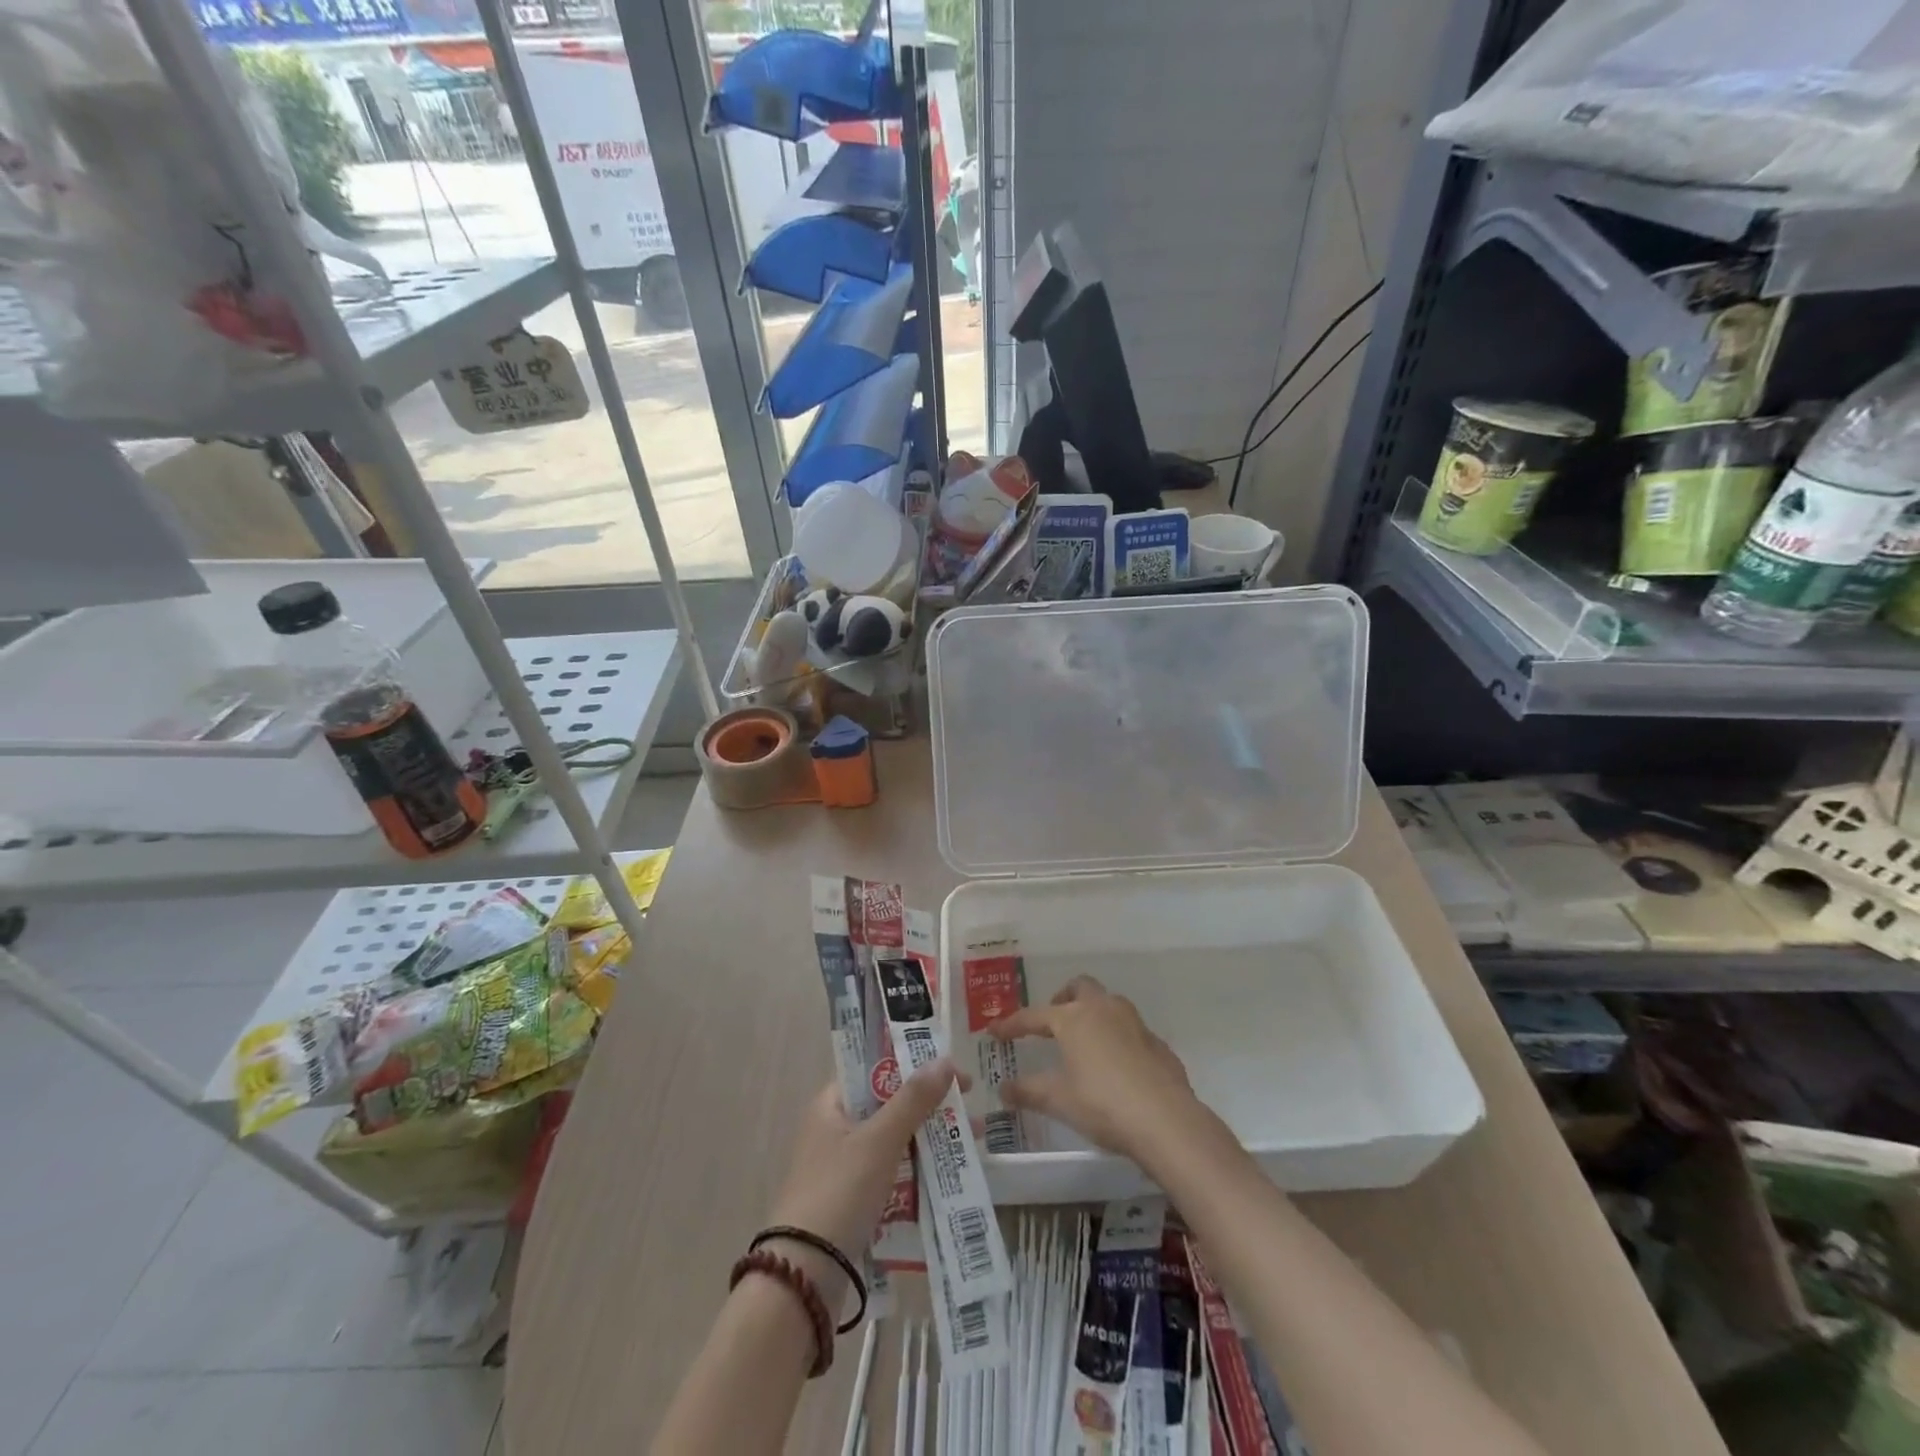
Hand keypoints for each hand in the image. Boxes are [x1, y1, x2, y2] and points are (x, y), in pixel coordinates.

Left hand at [765, 1058, 964, 1289]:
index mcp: (831, 1105)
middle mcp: (835, 1130)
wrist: (803, 1277)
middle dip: (931, 1106)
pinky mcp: (852, 1202)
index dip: (914, 1065)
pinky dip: (918, 1171)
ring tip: (972, 1141)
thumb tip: (945, 1060)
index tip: (952, 1071)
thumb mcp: (879, 1140)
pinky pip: (892, 1175)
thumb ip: (913, 1099)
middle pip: (889, 1106)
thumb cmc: (840, 1191)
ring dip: (930, 1139)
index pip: (876, 1071)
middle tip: (969, 1107)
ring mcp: (843, 1168)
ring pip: (894, 1142)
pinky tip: (949, 1176)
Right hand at [991, 976, 1206, 1166]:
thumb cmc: (1103, 1104)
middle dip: (1063, 999)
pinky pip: (1130, 1031)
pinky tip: (1116, 1066)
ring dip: (1093, 1014)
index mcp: (1073, 1018)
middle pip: (1079, 988)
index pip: (1034, 1016)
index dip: (1012, 1024)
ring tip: (1084, 1042)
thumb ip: (1029, 1091)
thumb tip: (1004, 1089)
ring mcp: (1134, 1023)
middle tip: (1052, 1021)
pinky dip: (1117, 1039)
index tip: (995, 1031)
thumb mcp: (1059, 1100)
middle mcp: (1103, 1009)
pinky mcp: (1156, 1043)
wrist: (1166, 1120)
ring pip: (1108, 1004)